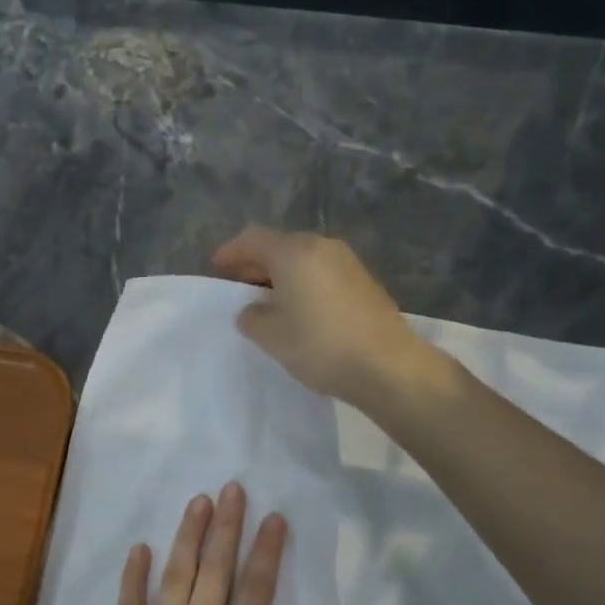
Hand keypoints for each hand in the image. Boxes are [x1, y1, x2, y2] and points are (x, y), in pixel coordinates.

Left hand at [86, 484, 313, 604]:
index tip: (274, 516)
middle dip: (226, 526)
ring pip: (176, 576)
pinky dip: (134, 576)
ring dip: (187, 536)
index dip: (267, 550)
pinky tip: (139, 548)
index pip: (256, 589)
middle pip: (215, 570)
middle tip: (232, 488)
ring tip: (197, 502)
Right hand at [212, 226, 436, 410]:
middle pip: (280, 246)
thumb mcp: (272, 337)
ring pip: (304, 260)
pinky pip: (323, 274)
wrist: (387, 365)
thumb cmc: (321, 346)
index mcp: (294, 252)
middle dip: (256, 264)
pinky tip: (300, 310)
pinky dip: (304, 284)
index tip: (216, 269)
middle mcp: (322, 247)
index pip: (253, 239)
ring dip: (281, 275)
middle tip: (238, 286)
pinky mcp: (364, 282)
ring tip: (268, 301)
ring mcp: (348, 263)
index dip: (230, 252)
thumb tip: (252, 310)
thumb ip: (252, 318)